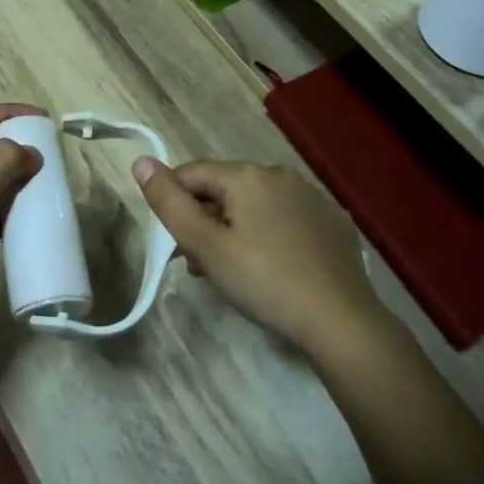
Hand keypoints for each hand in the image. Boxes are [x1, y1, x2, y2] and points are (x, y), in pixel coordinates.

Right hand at [133, 157, 375, 356]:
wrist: (341, 321)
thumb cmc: (264, 282)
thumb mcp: (206, 246)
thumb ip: (169, 203)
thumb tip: (141, 161)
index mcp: (248, 175)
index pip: (191, 174)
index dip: (174, 205)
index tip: (176, 244)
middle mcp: (280, 174)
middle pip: (224, 190)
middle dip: (205, 220)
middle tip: (200, 265)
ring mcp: (311, 196)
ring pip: (255, 205)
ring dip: (234, 229)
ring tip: (231, 272)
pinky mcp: (332, 221)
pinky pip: (285, 218)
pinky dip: (268, 235)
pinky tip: (272, 269)